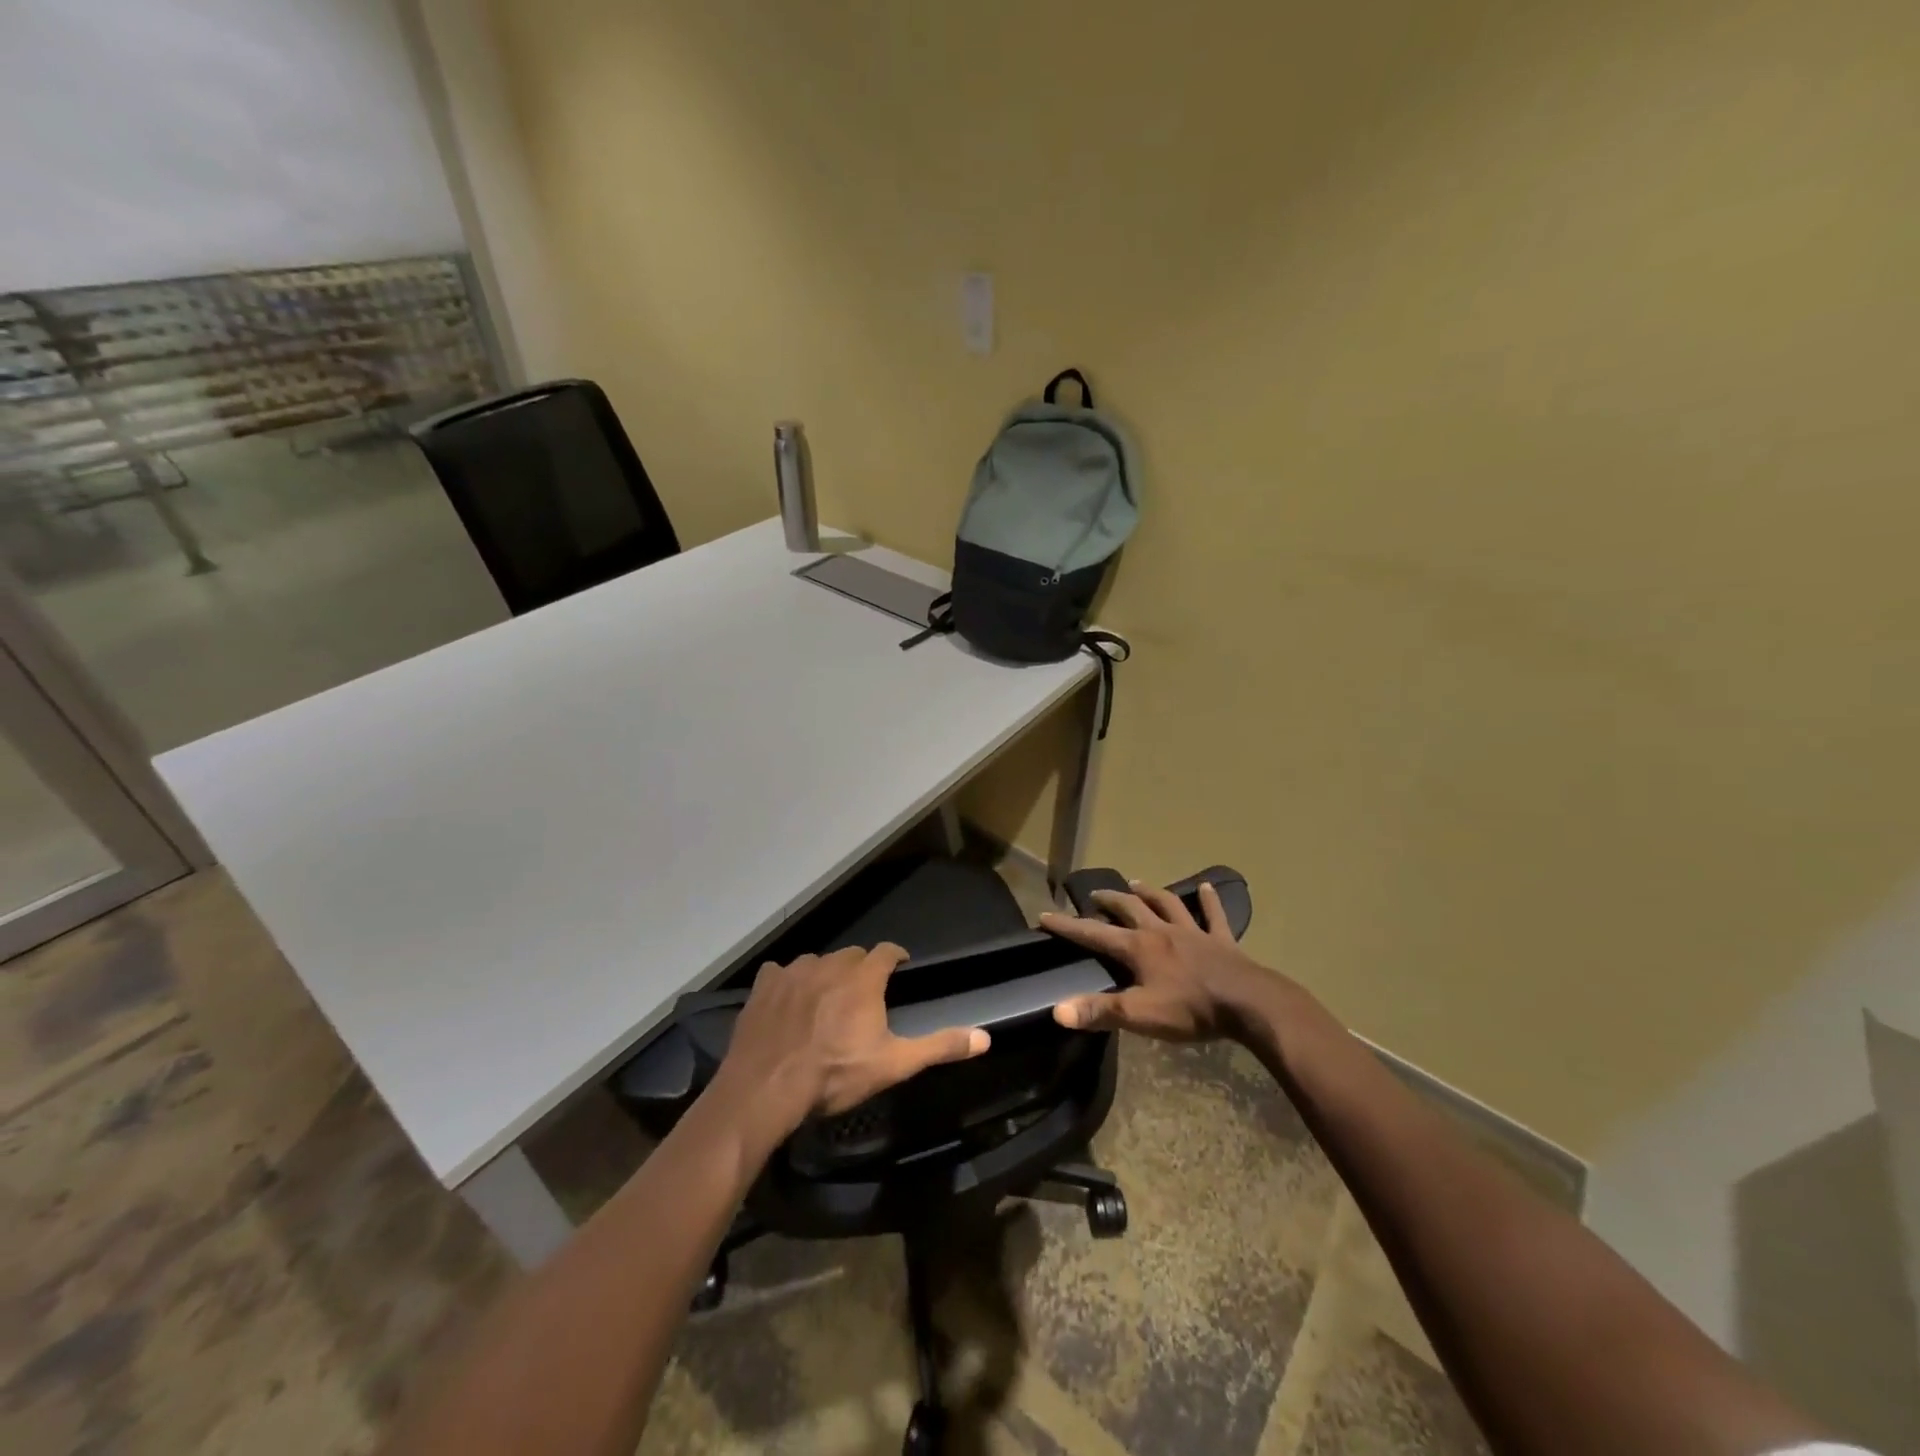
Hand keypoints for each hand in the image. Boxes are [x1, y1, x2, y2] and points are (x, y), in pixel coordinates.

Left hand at [716, 943, 990, 1135]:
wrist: (767, 1088)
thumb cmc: (835, 1075)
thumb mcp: (894, 1065)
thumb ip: (939, 1046)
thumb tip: (985, 1037)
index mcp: (863, 978)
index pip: (886, 951)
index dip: (895, 957)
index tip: (899, 966)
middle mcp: (830, 964)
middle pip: (852, 955)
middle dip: (860, 968)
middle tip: (863, 993)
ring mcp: (794, 972)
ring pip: (817, 961)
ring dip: (825, 974)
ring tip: (825, 999)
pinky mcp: (764, 985)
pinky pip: (780, 972)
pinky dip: (787, 982)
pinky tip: (787, 1002)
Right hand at [1040, 880, 1279, 1041]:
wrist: (1249, 1004)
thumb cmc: (1191, 1009)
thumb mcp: (1141, 1015)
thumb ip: (1100, 1011)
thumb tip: (1057, 1010)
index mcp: (1139, 948)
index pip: (1094, 934)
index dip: (1068, 926)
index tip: (1044, 915)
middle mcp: (1162, 932)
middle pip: (1130, 908)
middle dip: (1109, 900)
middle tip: (1095, 894)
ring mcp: (1194, 933)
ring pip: (1167, 904)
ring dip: (1150, 891)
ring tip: (1136, 882)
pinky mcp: (1221, 941)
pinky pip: (1214, 915)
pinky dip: (1209, 900)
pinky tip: (1207, 887)